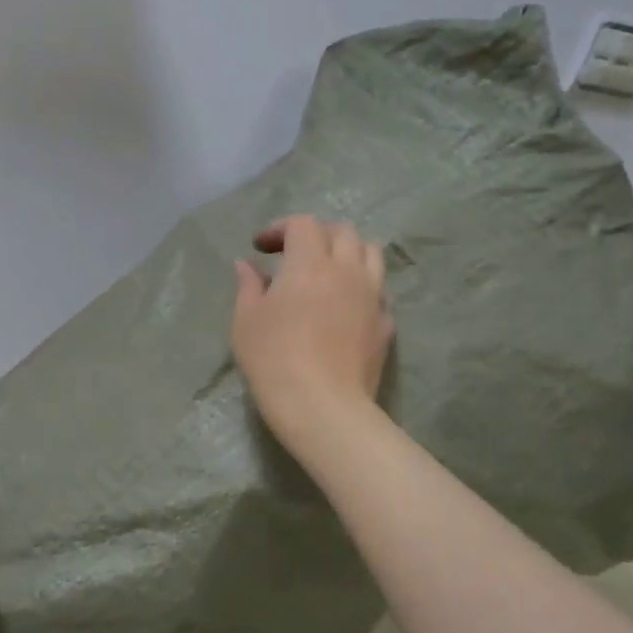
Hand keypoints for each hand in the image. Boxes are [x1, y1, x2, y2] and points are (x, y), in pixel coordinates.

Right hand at [232, 216, 393, 451]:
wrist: (323, 407)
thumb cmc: (274, 360)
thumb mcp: (246, 321)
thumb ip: (248, 286)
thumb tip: (247, 265)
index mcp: (310, 263)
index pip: (302, 224)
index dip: (280, 228)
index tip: (260, 248)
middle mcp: (347, 270)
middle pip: (342, 231)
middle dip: (317, 234)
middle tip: (294, 253)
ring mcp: (372, 296)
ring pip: (370, 254)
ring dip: (347, 252)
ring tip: (327, 271)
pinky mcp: (386, 323)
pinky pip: (379, 289)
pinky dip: (361, 285)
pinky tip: (345, 304)